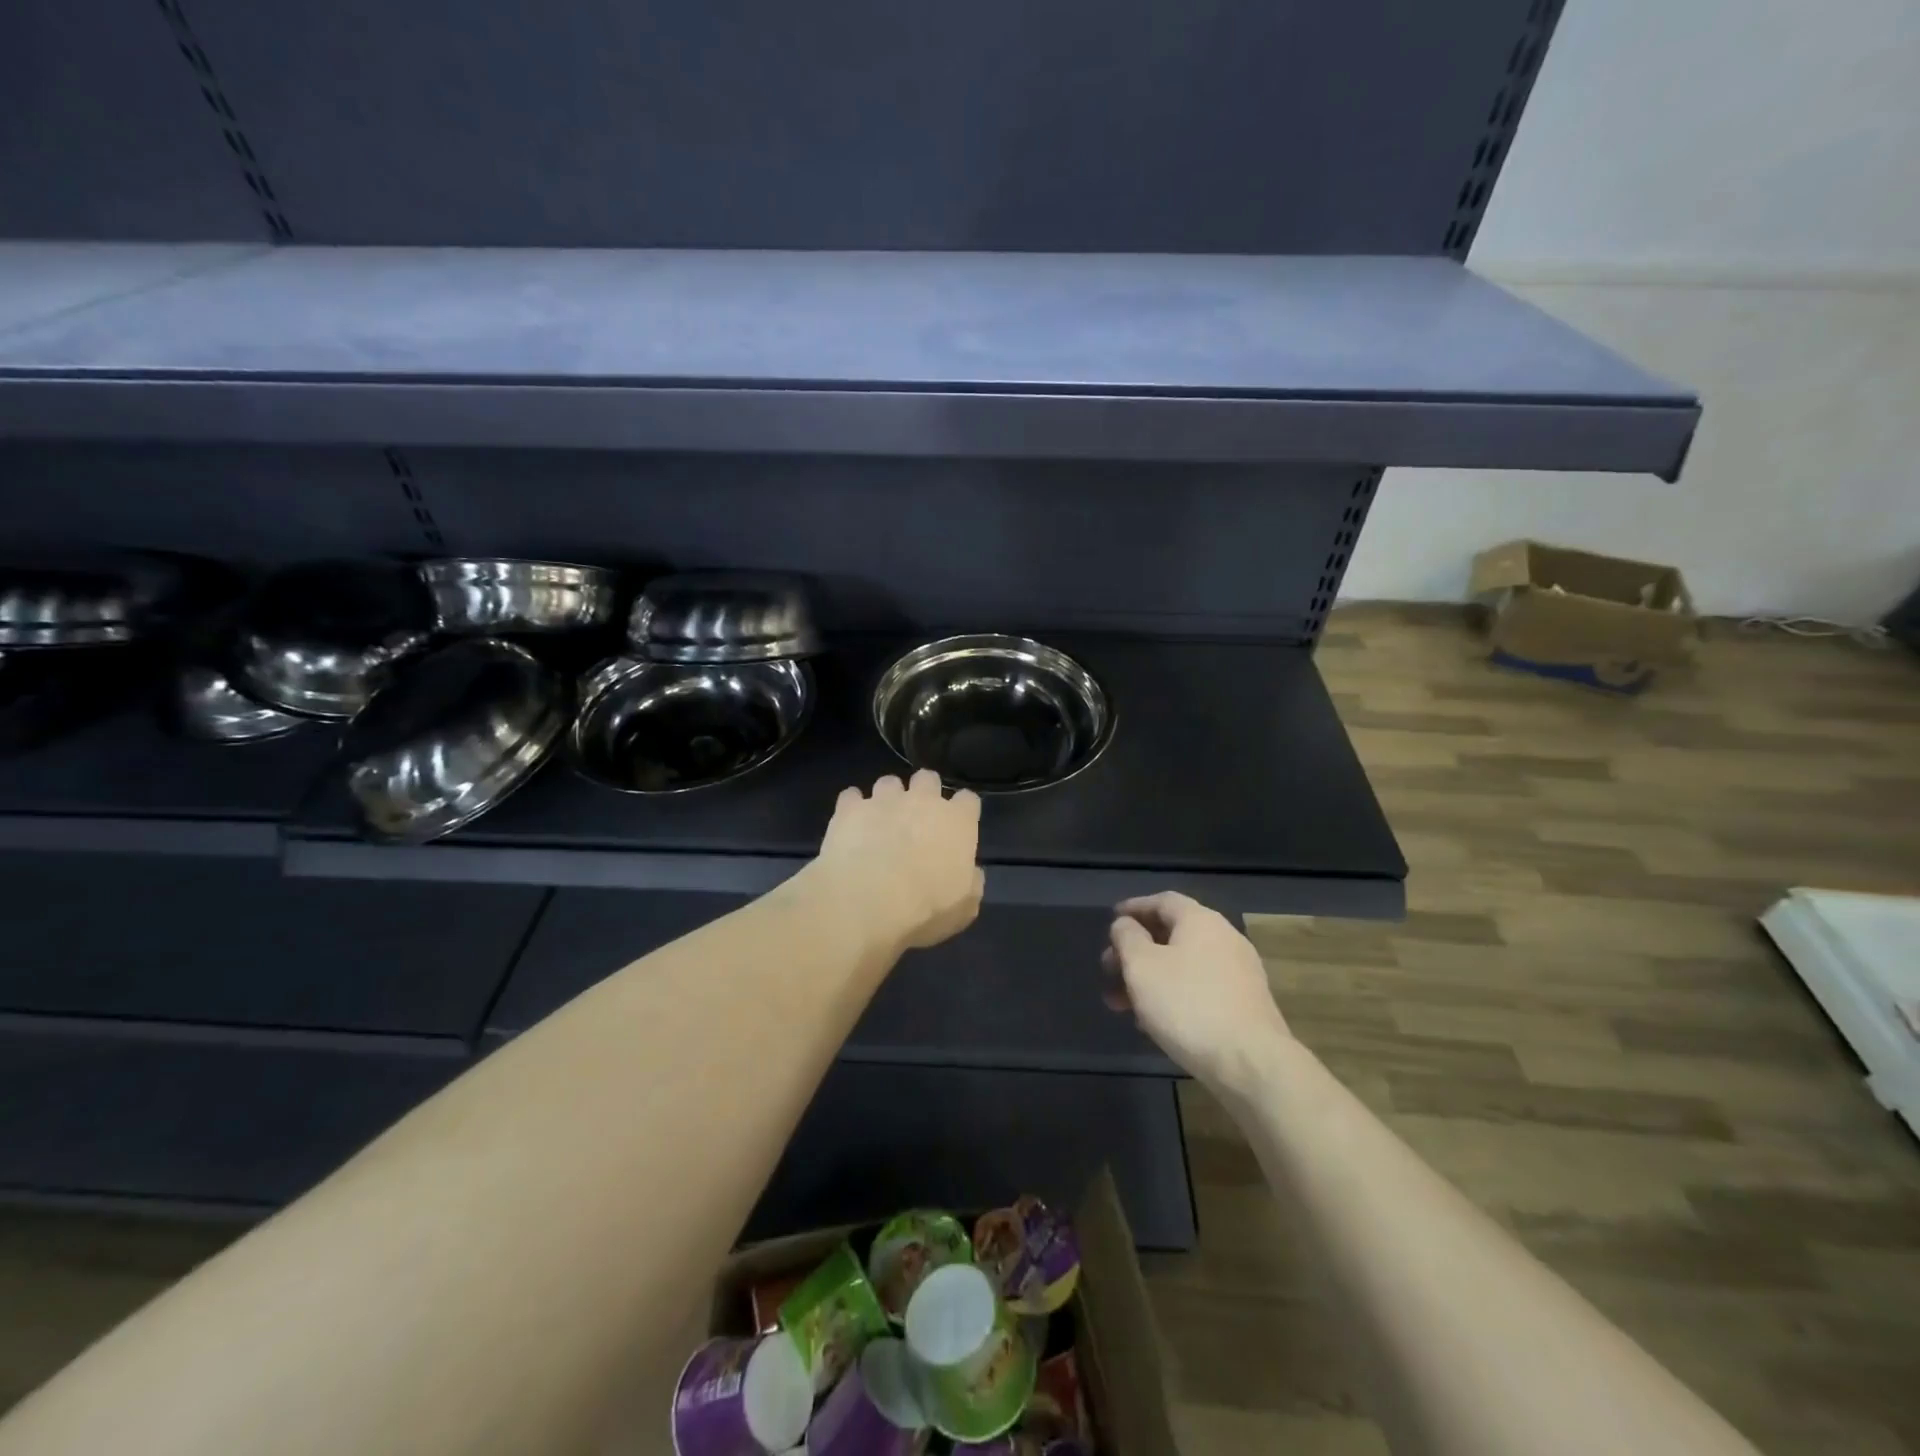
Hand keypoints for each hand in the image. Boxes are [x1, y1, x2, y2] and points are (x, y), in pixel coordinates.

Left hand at [813, 771, 984, 951]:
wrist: (868, 901)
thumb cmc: (926, 908)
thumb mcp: (964, 907)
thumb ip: (971, 882)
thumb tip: (970, 873)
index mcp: (957, 821)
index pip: (968, 800)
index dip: (963, 811)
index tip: (957, 827)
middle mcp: (922, 801)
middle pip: (927, 779)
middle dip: (924, 792)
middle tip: (917, 818)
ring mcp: (884, 800)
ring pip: (889, 783)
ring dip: (887, 798)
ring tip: (880, 821)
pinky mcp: (850, 808)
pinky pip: (851, 797)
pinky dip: (852, 808)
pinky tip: (850, 826)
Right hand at [1103, 892, 1291, 1089]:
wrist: (1252, 1063)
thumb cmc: (1188, 1005)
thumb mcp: (1141, 966)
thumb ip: (1127, 938)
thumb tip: (1126, 925)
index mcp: (1201, 921)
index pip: (1163, 901)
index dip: (1134, 908)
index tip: (1112, 920)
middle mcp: (1224, 939)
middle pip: (1172, 935)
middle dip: (1135, 951)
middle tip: (1108, 970)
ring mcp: (1239, 973)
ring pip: (1183, 966)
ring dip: (1150, 979)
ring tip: (1122, 1005)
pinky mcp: (1245, 1005)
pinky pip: (1199, 989)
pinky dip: (1172, 996)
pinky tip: (1153, 1023)